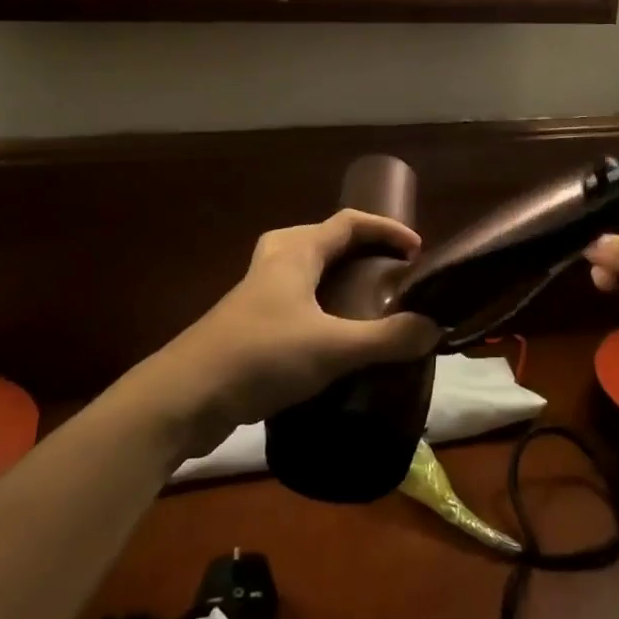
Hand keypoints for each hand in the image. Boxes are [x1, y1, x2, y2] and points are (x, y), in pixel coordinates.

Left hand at [143, 210, 441, 456]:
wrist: (184, 396)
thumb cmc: (261, 356)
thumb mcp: (332, 347)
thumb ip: (387, 338)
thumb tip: (433, 328)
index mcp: (296, 251)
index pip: (349, 222)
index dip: (386, 229)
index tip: (416, 249)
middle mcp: (275, 262)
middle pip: (323, 238)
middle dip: (358, 247)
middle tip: (386, 270)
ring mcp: (256, 293)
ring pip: (304, 269)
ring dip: (336, 276)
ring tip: (363, 302)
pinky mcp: (246, 323)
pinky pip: (293, 298)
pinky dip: (318, 305)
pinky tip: (330, 340)